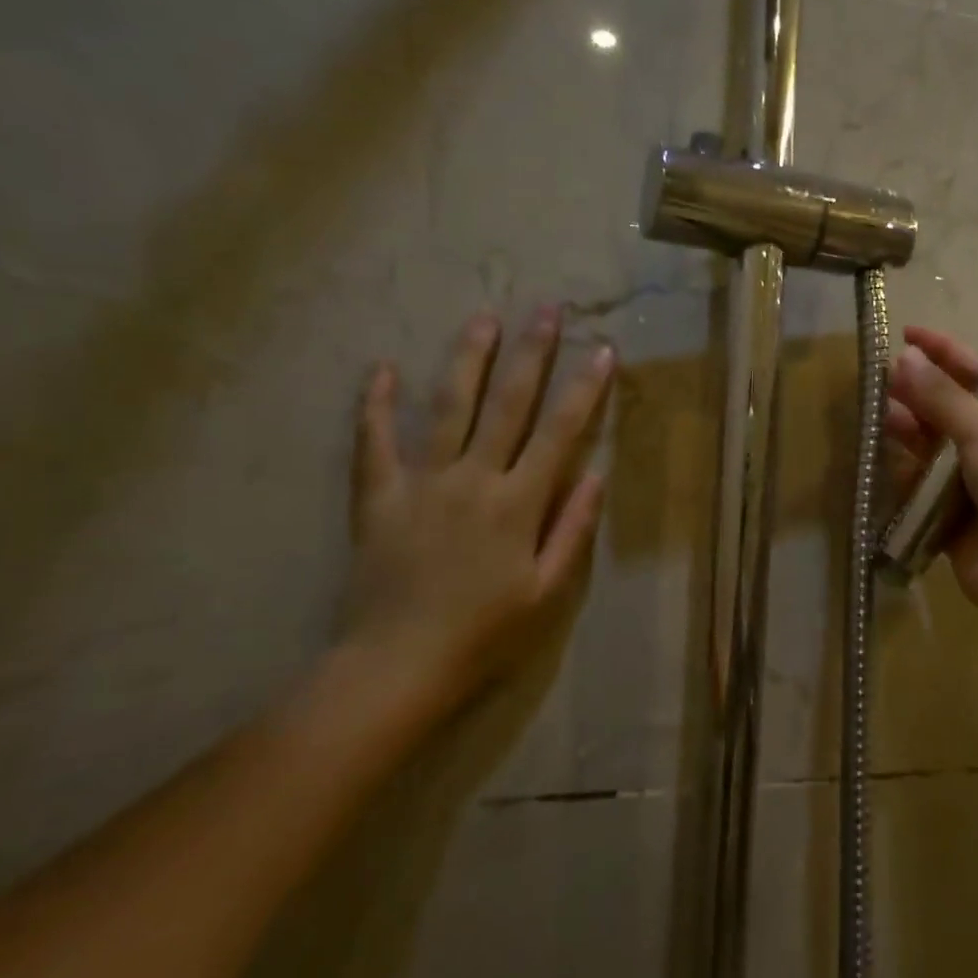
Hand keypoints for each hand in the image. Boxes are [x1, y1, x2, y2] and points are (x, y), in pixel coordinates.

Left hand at [328, 307, 612, 731]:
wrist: (395, 668)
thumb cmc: (483, 635)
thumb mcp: (547, 594)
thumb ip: (572, 531)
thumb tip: (596, 476)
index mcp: (518, 503)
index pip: (560, 432)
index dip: (585, 389)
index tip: (602, 350)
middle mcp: (473, 479)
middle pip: (508, 404)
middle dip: (532, 353)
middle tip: (547, 309)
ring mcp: (422, 483)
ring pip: (449, 408)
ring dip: (469, 360)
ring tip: (484, 319)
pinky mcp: (379, 497)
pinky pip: (375, 443)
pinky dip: (376, 405)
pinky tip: (383, 369)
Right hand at [886, 326, 977, 639]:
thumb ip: (943, 399)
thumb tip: (903, 358)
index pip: (976, 375)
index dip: (944, 352)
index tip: (907, 334)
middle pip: (946, 412)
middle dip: (916, 392)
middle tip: (879, 378)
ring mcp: (969, 487)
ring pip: (928, 450)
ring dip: (905, 430)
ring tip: (874, 414)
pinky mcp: (946, 520)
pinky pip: (917, 490)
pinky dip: (900, 475)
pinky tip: (877, 458)